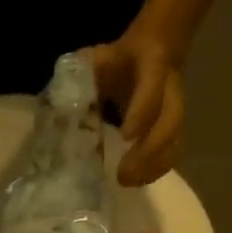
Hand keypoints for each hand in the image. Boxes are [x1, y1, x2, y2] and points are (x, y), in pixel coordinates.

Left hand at [91, 32, 184, 186]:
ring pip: (174, 141)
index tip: (126, 137)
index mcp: (152, 65)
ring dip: (153, 166)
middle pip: (170, 123)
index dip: (141, 113)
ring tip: (128, 182)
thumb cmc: (118, 60)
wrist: (154, 49)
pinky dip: (156, 169)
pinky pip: (173, 151)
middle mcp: (170, 90)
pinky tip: (137, 181)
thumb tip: (55, 103)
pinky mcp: (175, 127)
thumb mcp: (98, 59)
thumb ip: (79, 76)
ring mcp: (176, 109)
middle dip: (148, 152)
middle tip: (122, 175)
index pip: (152, 89)